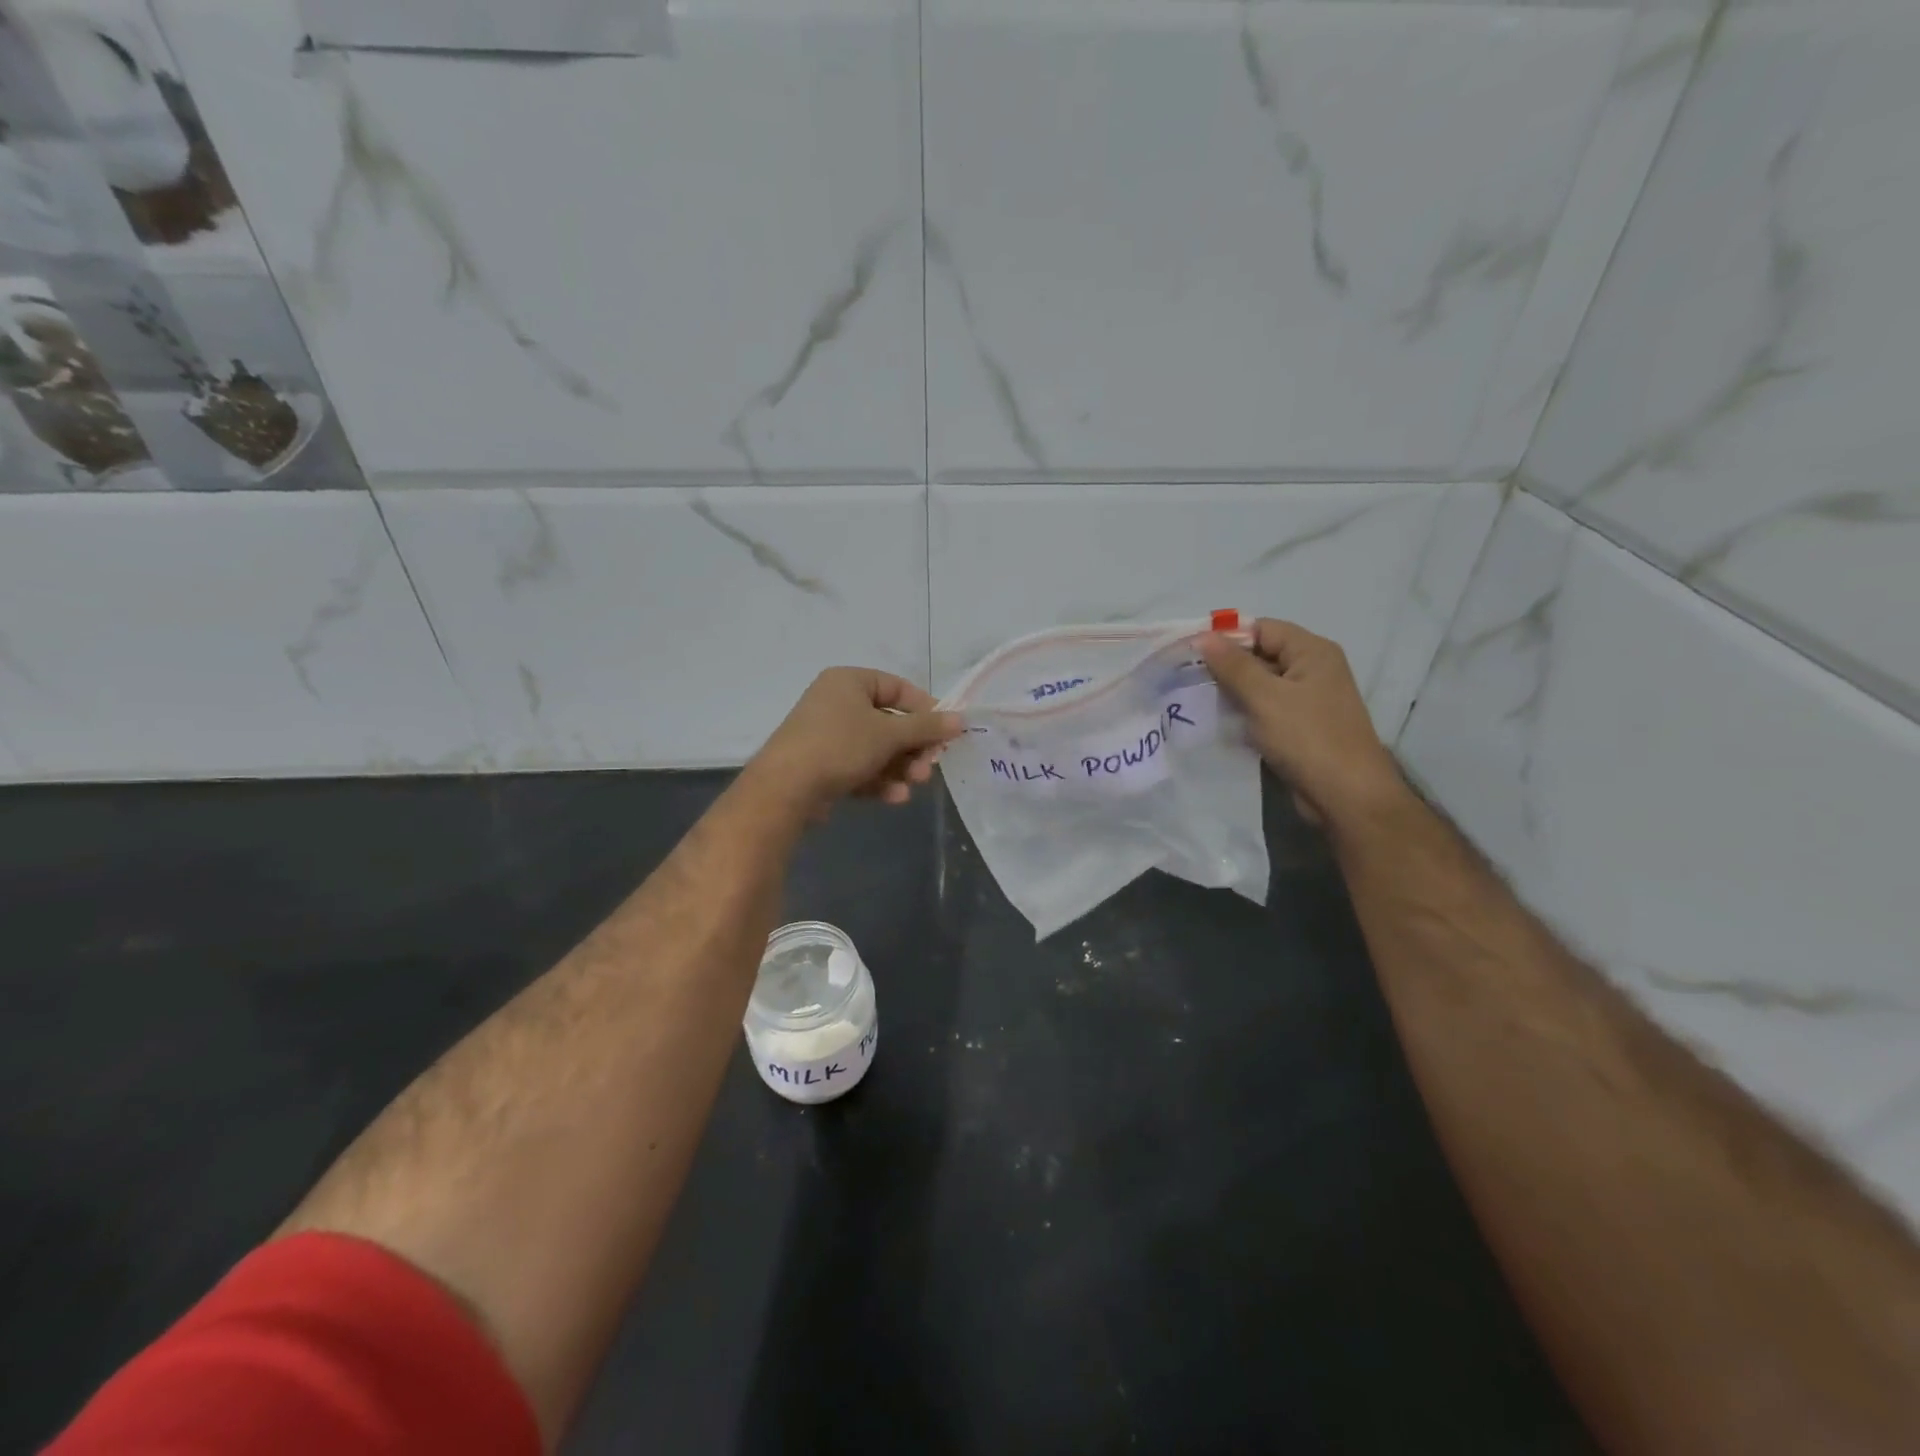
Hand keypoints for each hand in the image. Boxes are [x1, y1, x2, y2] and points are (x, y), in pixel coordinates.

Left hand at [749, 667, 962, 816]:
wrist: (785, 789)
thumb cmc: (840, 746)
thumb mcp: (889, 734)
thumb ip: (926, 727)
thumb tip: (961, 720)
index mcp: (849, 681)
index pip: (897, 687)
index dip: (925, 709)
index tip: (946, 731)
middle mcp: (837, 703)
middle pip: (889, 722)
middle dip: (913, 748)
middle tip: (930, 766)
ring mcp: (827, 736)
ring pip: (876, 749)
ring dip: (900, 767)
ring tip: (914, 784)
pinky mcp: (823, 766)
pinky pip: (860, 767)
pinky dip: (879, 780)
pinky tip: (895, 797)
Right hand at [1200, 620, 1406, 828]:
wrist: (1346, 796)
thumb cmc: (1308, 738)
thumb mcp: (1265, 697)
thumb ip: (1233, 665)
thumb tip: (1203, 636)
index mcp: (1312, 652)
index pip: (1262, 628)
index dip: (1226, 638)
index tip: (1190, 653)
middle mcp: (1312, 669)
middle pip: (1260, 654)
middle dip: (1225, 665)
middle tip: (1186, 678)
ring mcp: (1307, 700)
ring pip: (1260, 684)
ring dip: (1231, 691)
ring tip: (1196, 699)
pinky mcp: (1299, 726)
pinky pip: (1265, 709)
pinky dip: (1243, 712)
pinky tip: (1219, 721)